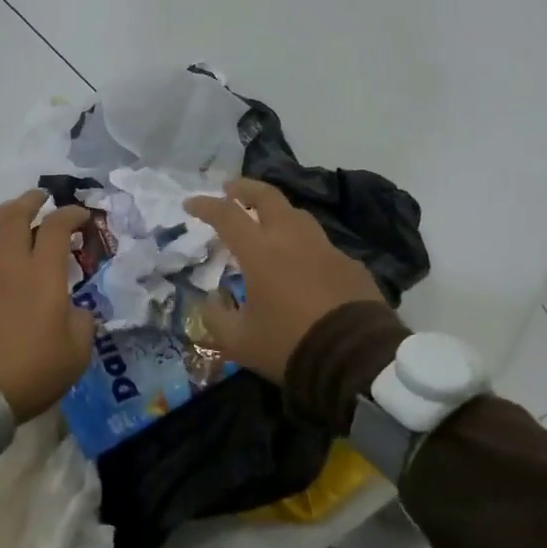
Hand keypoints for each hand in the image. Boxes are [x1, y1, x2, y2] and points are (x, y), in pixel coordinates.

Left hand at [0, 189, 95, 421]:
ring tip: (10, 211)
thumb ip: (82, 322)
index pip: (56, 227)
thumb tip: (74, 310)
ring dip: (1, 214)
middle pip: (15, 217)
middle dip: (30, 200)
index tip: (82, 216)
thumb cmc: (33, 370)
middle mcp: (10, 265)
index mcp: (43, 274)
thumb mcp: (77, 351)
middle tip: (41, 197)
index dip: (71, 214)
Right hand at [183, 178, 383, 383]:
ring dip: (277, 212)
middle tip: (230, 190)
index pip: (226, 215)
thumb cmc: (289, 344)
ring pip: (297, 215)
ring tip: (266, 222)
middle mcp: (292, 238)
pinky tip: (303, 264)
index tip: (190, 203)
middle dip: (245, 188)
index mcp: (260, 251)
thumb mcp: (239, 342)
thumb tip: (210, 302)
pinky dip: (304, 246)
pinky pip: (321, 245)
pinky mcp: (350, 264)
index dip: (205, 206)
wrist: (356, 359)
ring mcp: (325, 248)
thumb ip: (216, 318)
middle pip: (267, 196)